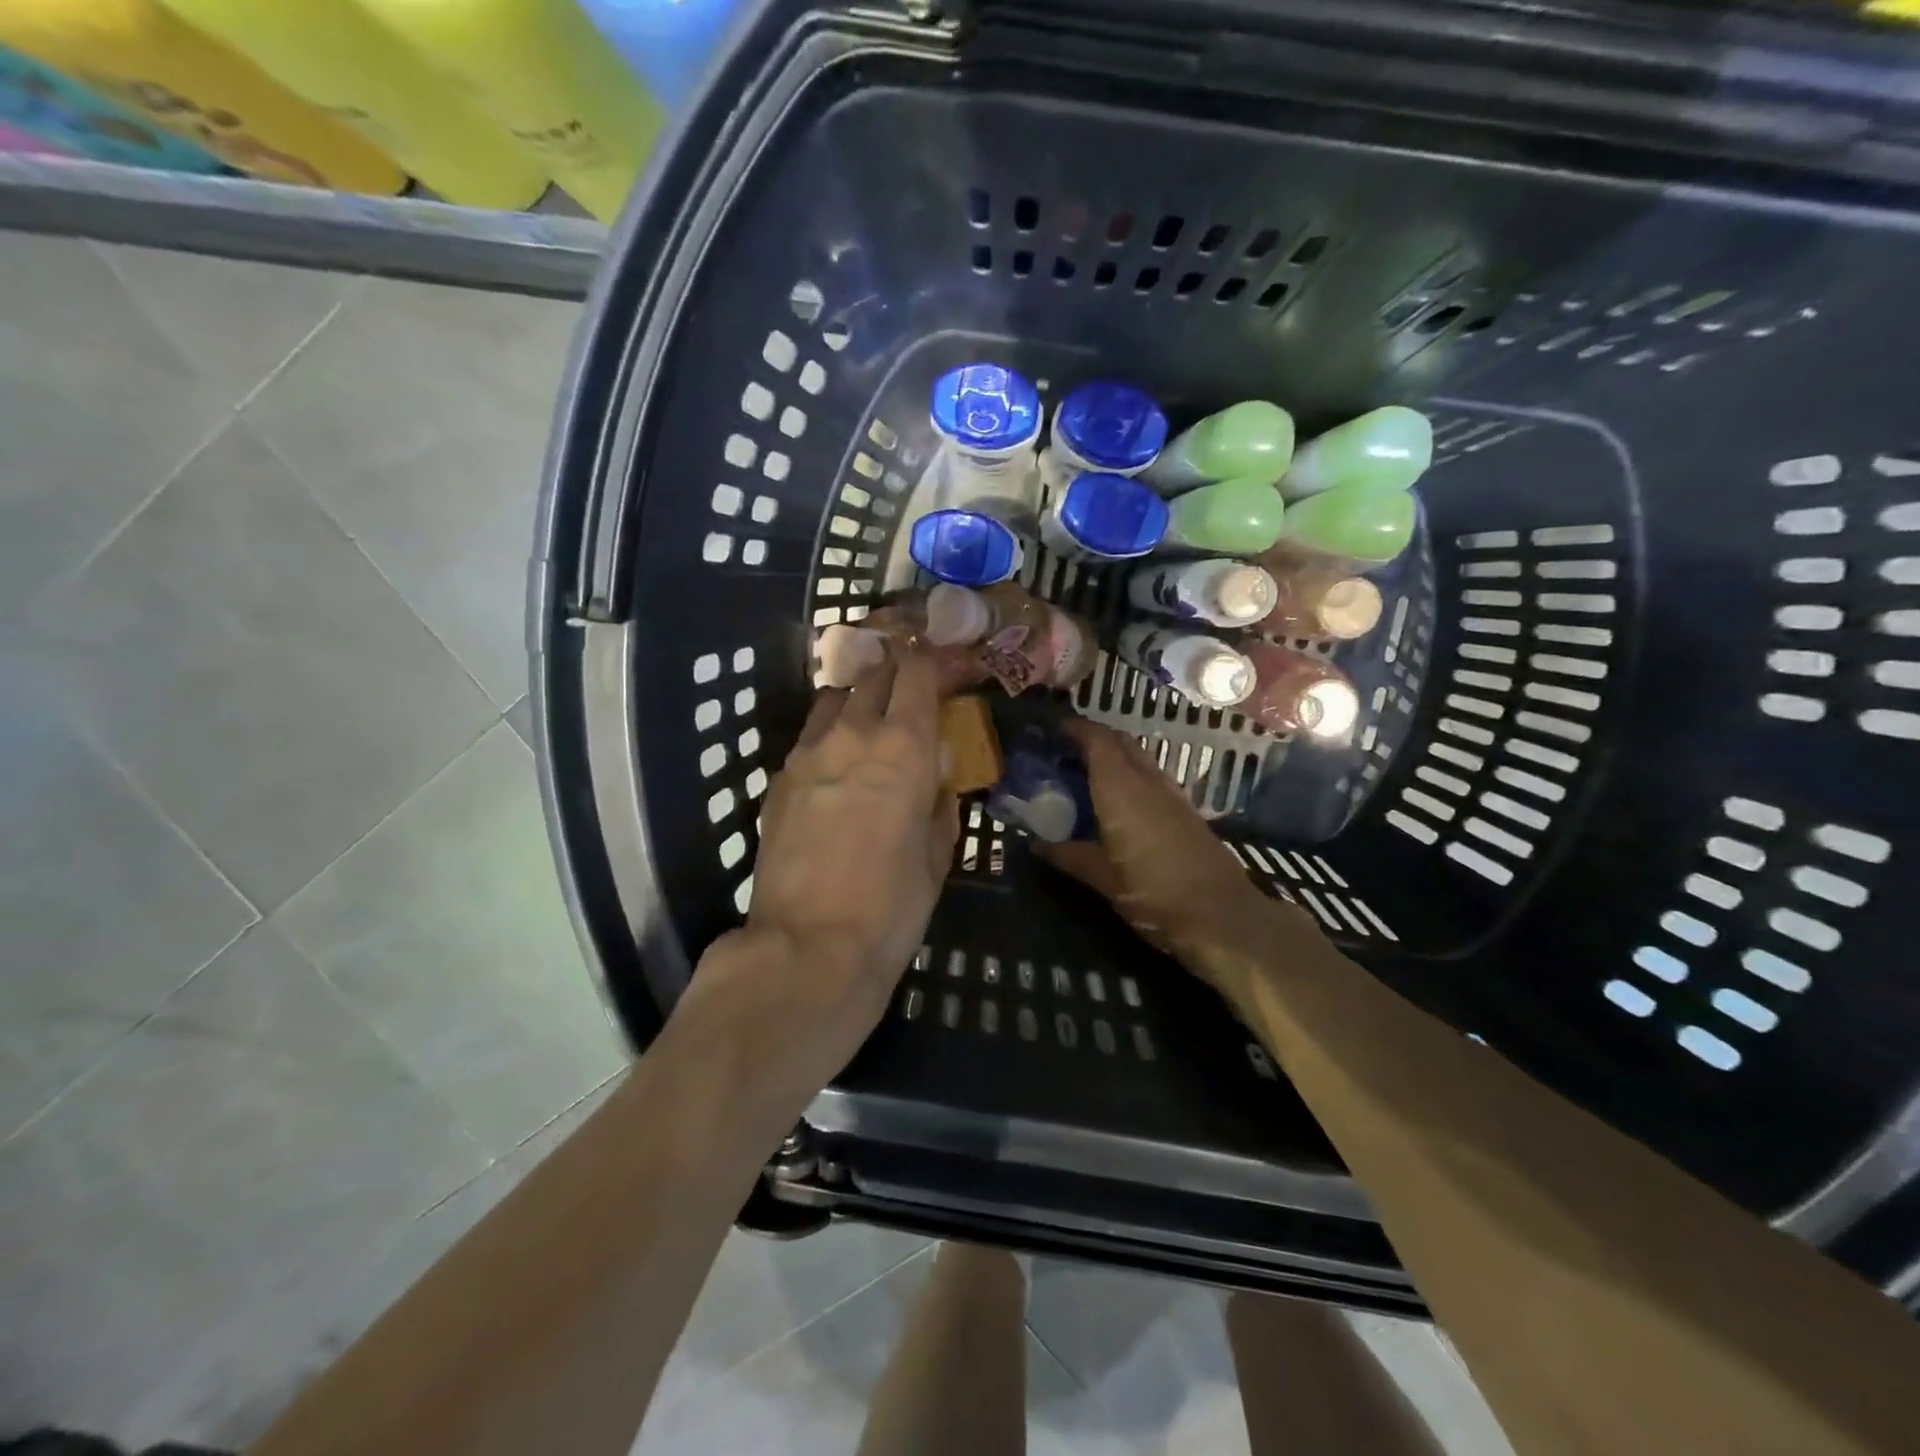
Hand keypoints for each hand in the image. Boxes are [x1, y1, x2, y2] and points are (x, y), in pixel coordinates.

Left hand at [686, 651, 958, 1102]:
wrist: (809, 948)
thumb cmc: (892, 907)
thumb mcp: (937, 855)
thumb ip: (939, 804)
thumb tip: (935, 780)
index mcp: (904, 747)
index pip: (916, 672)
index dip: (930, 659)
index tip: (942, 662)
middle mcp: (853, 734)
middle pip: (873, 674)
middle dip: (895, 670)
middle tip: (911, 686)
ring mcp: (808, 753)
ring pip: (834, 698)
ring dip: (857, 698)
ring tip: (870, 720)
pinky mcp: (778, 779)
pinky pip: (809, 737)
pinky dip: (829, 735)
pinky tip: (837, 764)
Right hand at [1039, 721, 1319, 1001]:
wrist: (1223, 917)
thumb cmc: (1154, 894)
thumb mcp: (1104, 880)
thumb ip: (1070, 856)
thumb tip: (1036, 845)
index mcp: (1121, 789)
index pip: (1098, 740)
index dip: (1076, 729)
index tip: (1055, 730)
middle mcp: (1148, 782)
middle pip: (1121, 743)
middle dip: (1095, 739)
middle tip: (1068, 752)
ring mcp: (1173, 795)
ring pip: (1141, 759)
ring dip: (1116, 757)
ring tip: (1090, 775)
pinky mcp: (1189, 812)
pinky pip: (1154, 779)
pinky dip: (1133, 777)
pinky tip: (1122, 803)